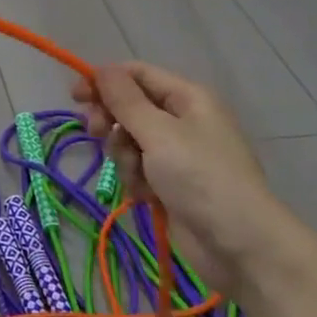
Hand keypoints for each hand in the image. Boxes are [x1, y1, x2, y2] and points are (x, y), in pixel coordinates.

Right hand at [72, 62, 283, 291]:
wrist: (240, 246)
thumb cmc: (201, 178)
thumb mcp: (159, 133)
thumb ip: (125, 100)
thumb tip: (101, 70)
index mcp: (187, 98)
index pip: (137, 74)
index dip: (104, 81)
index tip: (75, 96)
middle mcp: (182, 120)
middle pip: (129, 107)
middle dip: (111, 121)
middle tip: (96, 133)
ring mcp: (177, 154)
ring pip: (129, 141)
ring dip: (124, 156)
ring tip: (138, 176)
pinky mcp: (171, 184)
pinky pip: (138, 169)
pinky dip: (135, 180)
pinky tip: (146, 196)